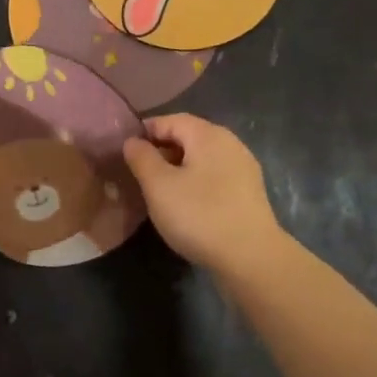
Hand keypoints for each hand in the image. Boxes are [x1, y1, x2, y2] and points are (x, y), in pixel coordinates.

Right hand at [121, 114, 285, 274]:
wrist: (251, 257)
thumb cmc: (199, 215)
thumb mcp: (159, 186)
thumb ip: (142, 158)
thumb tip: (132, 141)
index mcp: (208, 134)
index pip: (170, 120)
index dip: (144, 132)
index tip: (124, 152)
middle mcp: (230, 143)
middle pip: (188, 137)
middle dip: (161, 150)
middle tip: (138, 173)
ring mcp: (243, 167)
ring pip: (202, 158)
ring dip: (178, 168)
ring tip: (158, 191)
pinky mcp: (249, 192)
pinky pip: (215, 176)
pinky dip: (195, 182)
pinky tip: (186, 204)